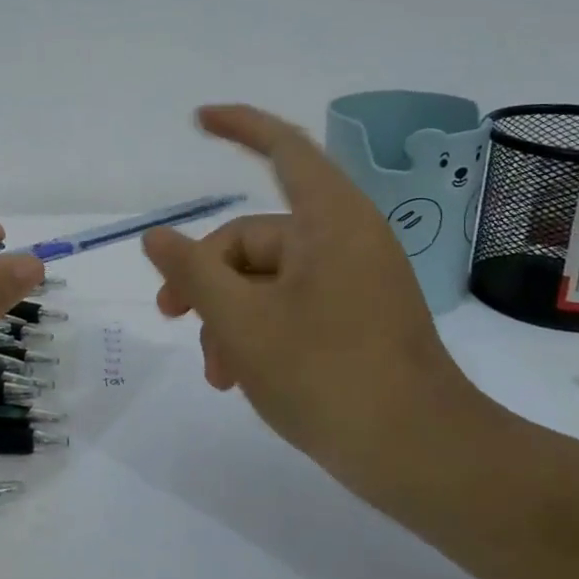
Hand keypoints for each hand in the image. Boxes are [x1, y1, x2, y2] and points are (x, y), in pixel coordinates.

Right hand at [142, 105, 479, 468]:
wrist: (423, 458)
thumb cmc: (326, 376)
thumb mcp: (240, 322)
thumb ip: (192, 272)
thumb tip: (156, 236)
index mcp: (329, 220)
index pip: (283, 147)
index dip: (240, 125)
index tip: (198, 119)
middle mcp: (345, 239)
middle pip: (254, 237)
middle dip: (208, 278)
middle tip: (171, 318)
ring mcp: (355, 280)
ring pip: (267, 279)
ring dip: (229, 316)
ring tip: (216, 372)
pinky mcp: (358, 317)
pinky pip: (293, 304)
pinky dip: (259, 330)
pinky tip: (239, 376)